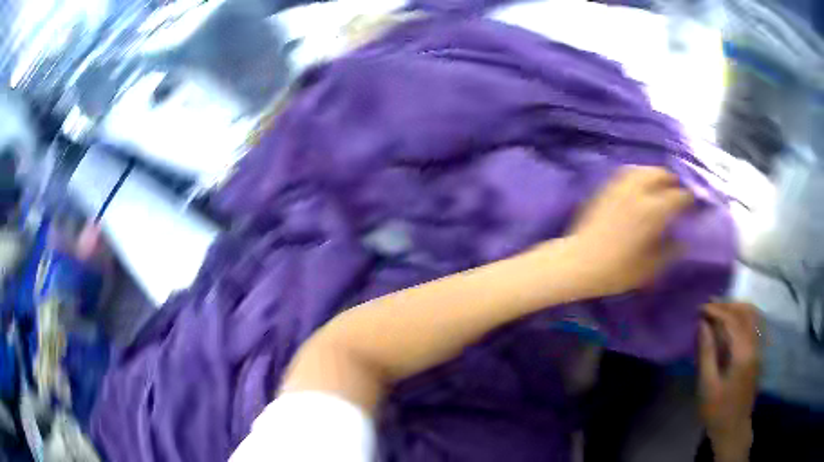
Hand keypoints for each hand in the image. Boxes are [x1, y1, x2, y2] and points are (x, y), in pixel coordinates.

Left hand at [567, 166, 692, 296]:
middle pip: (660, 174)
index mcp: (652, 210)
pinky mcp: (606, 188)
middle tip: (678, 191)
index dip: (689, 199)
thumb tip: (683, 240)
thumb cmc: (616, 270)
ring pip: (642, 169)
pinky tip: (640, 184)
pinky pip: (626, 173)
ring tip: (661, 184)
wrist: (578, 262)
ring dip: (655, 174)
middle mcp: (638, 192)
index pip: (678, 197)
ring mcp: (619, 187)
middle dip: (673, 181)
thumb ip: (669, 251)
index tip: (694, 205)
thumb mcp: (649, 268)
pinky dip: (638, 174)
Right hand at [699, 302, 760, 461]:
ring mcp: (759, 349)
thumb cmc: (717, 411)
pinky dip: (744, 316)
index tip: (701, 308)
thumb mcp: (707, 386)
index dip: (717, 310)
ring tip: (720, 309)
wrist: (733, 429)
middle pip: (746, 312)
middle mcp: (755, 345)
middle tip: (709, 305)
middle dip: (728, 305)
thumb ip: (707, 353)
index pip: (733, 320)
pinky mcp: (758, 353)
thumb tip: (703, 325)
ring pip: (753, 316)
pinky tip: (733, 321)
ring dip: (737, 308)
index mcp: (743, 354)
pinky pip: (754, 324)